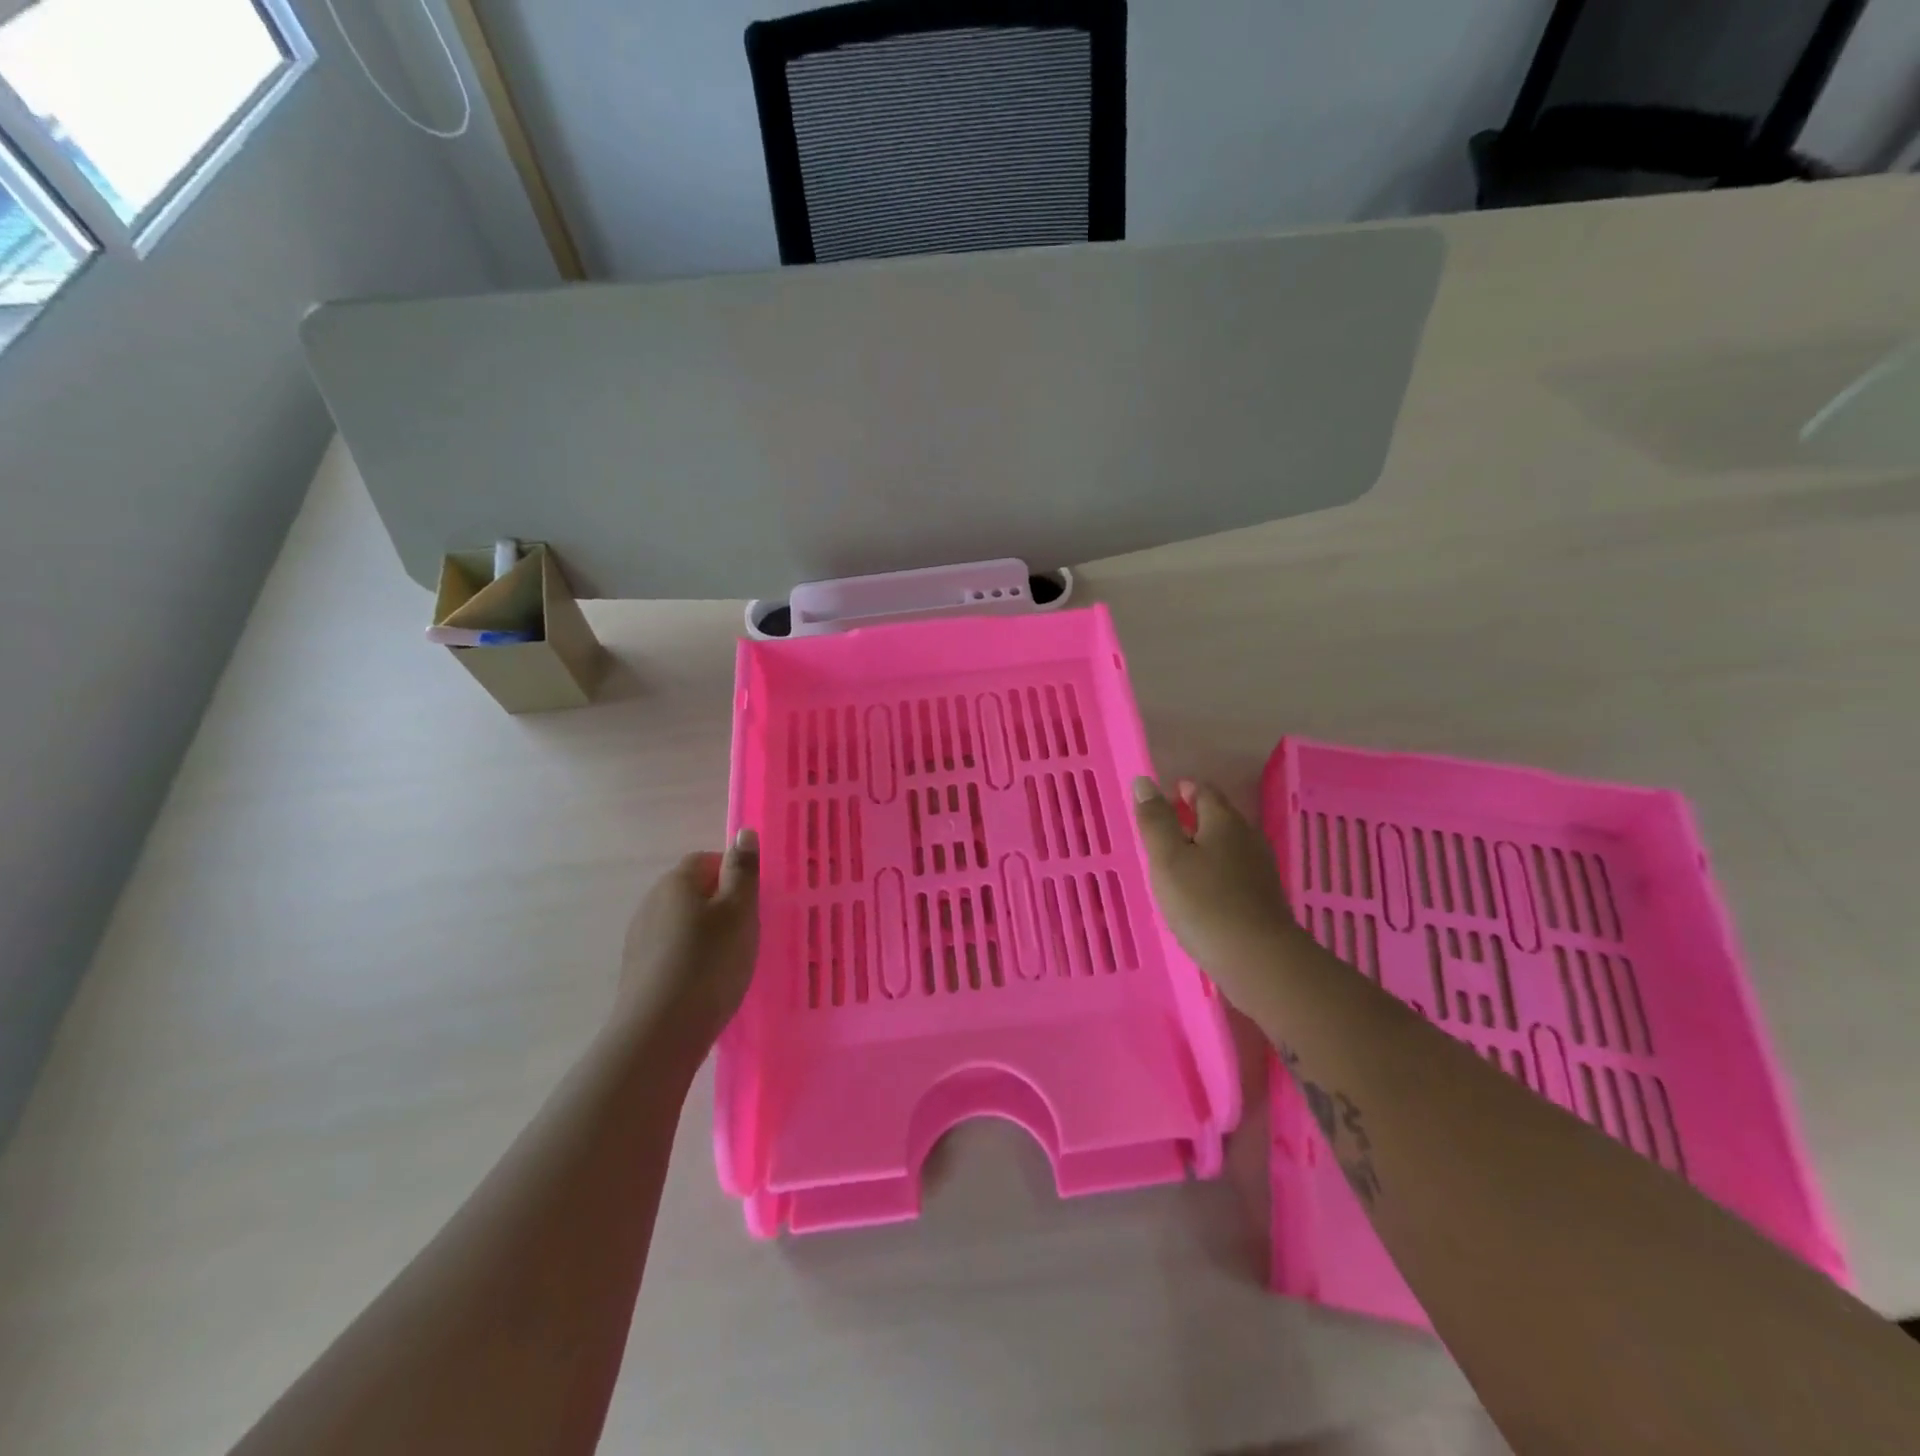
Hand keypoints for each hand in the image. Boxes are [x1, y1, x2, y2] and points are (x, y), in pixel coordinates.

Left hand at [617, 829, 760, 1051]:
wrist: (659, 1033)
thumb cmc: (709, 963)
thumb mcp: (739, 911)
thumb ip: (743, 870)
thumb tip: (742, 832)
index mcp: (676, 881)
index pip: (706, 859)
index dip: (733, 874)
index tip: (753, 901)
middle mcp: (651, 902)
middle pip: (692, 890)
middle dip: (720, 904)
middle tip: (748, 929)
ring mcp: (640, 937)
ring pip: (682, 922)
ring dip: (705, 933)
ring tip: (731, 960)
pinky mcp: (637, 970)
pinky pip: (672, 950)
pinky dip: (691, 958)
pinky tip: (707, 982)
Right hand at [1132, 778, 1299, 1000]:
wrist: (1259, 960)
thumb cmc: (1205, 903)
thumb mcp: (1168, 859)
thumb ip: (1155, 820)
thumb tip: (1144, 781)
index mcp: (1224, 822)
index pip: (1204, 791)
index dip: (1182, 791)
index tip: (1161, 800)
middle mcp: (1248, 838)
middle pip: (1219, 817)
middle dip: (1193, 817)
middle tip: (1163, 830)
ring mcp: (1260, 869)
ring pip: (1228, 845)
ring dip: (1204, 845)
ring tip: (1177, 860)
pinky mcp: (1264, 897)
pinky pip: (1235, 871)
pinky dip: (1216, 871)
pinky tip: (1201, 890)